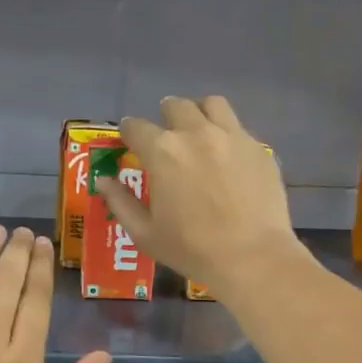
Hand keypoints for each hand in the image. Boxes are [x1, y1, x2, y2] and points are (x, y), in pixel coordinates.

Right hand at [92, 96, 305, 299]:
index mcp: (162, 151)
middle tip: (166, 137)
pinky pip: (238, 128)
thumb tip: (103, 181)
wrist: (252, 257)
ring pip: (212, 105)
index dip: (129, 133)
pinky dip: (227, 135)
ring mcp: (232, 136)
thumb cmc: (191, 249)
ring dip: (199, 113)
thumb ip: (120, 202)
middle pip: (175, 106)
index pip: (136, 127)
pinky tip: (228, 158)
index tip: (129, 141)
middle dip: (165, 117)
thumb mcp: (145, 233)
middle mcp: (196, 133)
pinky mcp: (258, 148)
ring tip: (199, 132)